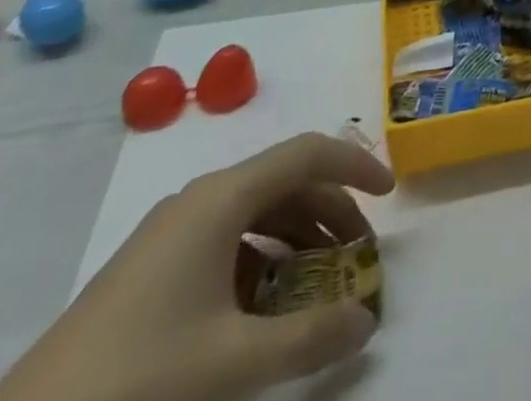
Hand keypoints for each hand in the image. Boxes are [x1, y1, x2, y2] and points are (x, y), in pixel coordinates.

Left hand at [0, 134, 395, 400]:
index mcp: (221, 198)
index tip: (391, 195)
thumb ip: (309, 339)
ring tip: (319, 281)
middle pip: (285, 181)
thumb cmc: (139, 378)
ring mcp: (170, 233)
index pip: (307, 153)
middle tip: (360, 254)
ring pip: (255, 212)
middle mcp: (200, 200)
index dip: (356, 165)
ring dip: (297, 237)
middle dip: (331, 210)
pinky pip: (225, 242)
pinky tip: (263, 309)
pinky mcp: (150, 269)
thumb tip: (365, 321)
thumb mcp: (233, 364)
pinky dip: (260, 261)